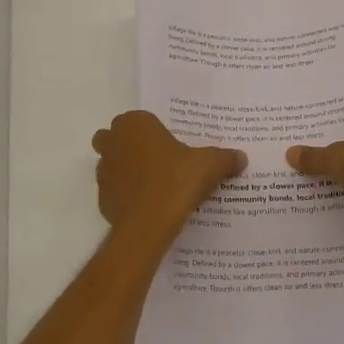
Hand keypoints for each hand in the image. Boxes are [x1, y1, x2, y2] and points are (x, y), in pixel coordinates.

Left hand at [93, 111, 246, 237]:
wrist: (148, 224)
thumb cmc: (176, 181)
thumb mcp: (209, 166)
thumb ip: (225, 158)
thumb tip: (241, 157)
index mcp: (136, 124)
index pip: (139, 119)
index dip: (152, 131)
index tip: (169, 144)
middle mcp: (113, 142)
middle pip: (115, 138)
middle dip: (129, 145)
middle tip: (157, 160)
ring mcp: (103, 171)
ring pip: (111, 164)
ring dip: (125, 170)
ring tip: (154, 184)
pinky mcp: (102, 198)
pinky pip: (114, 191)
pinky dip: (125, 195)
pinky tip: (147, 205)